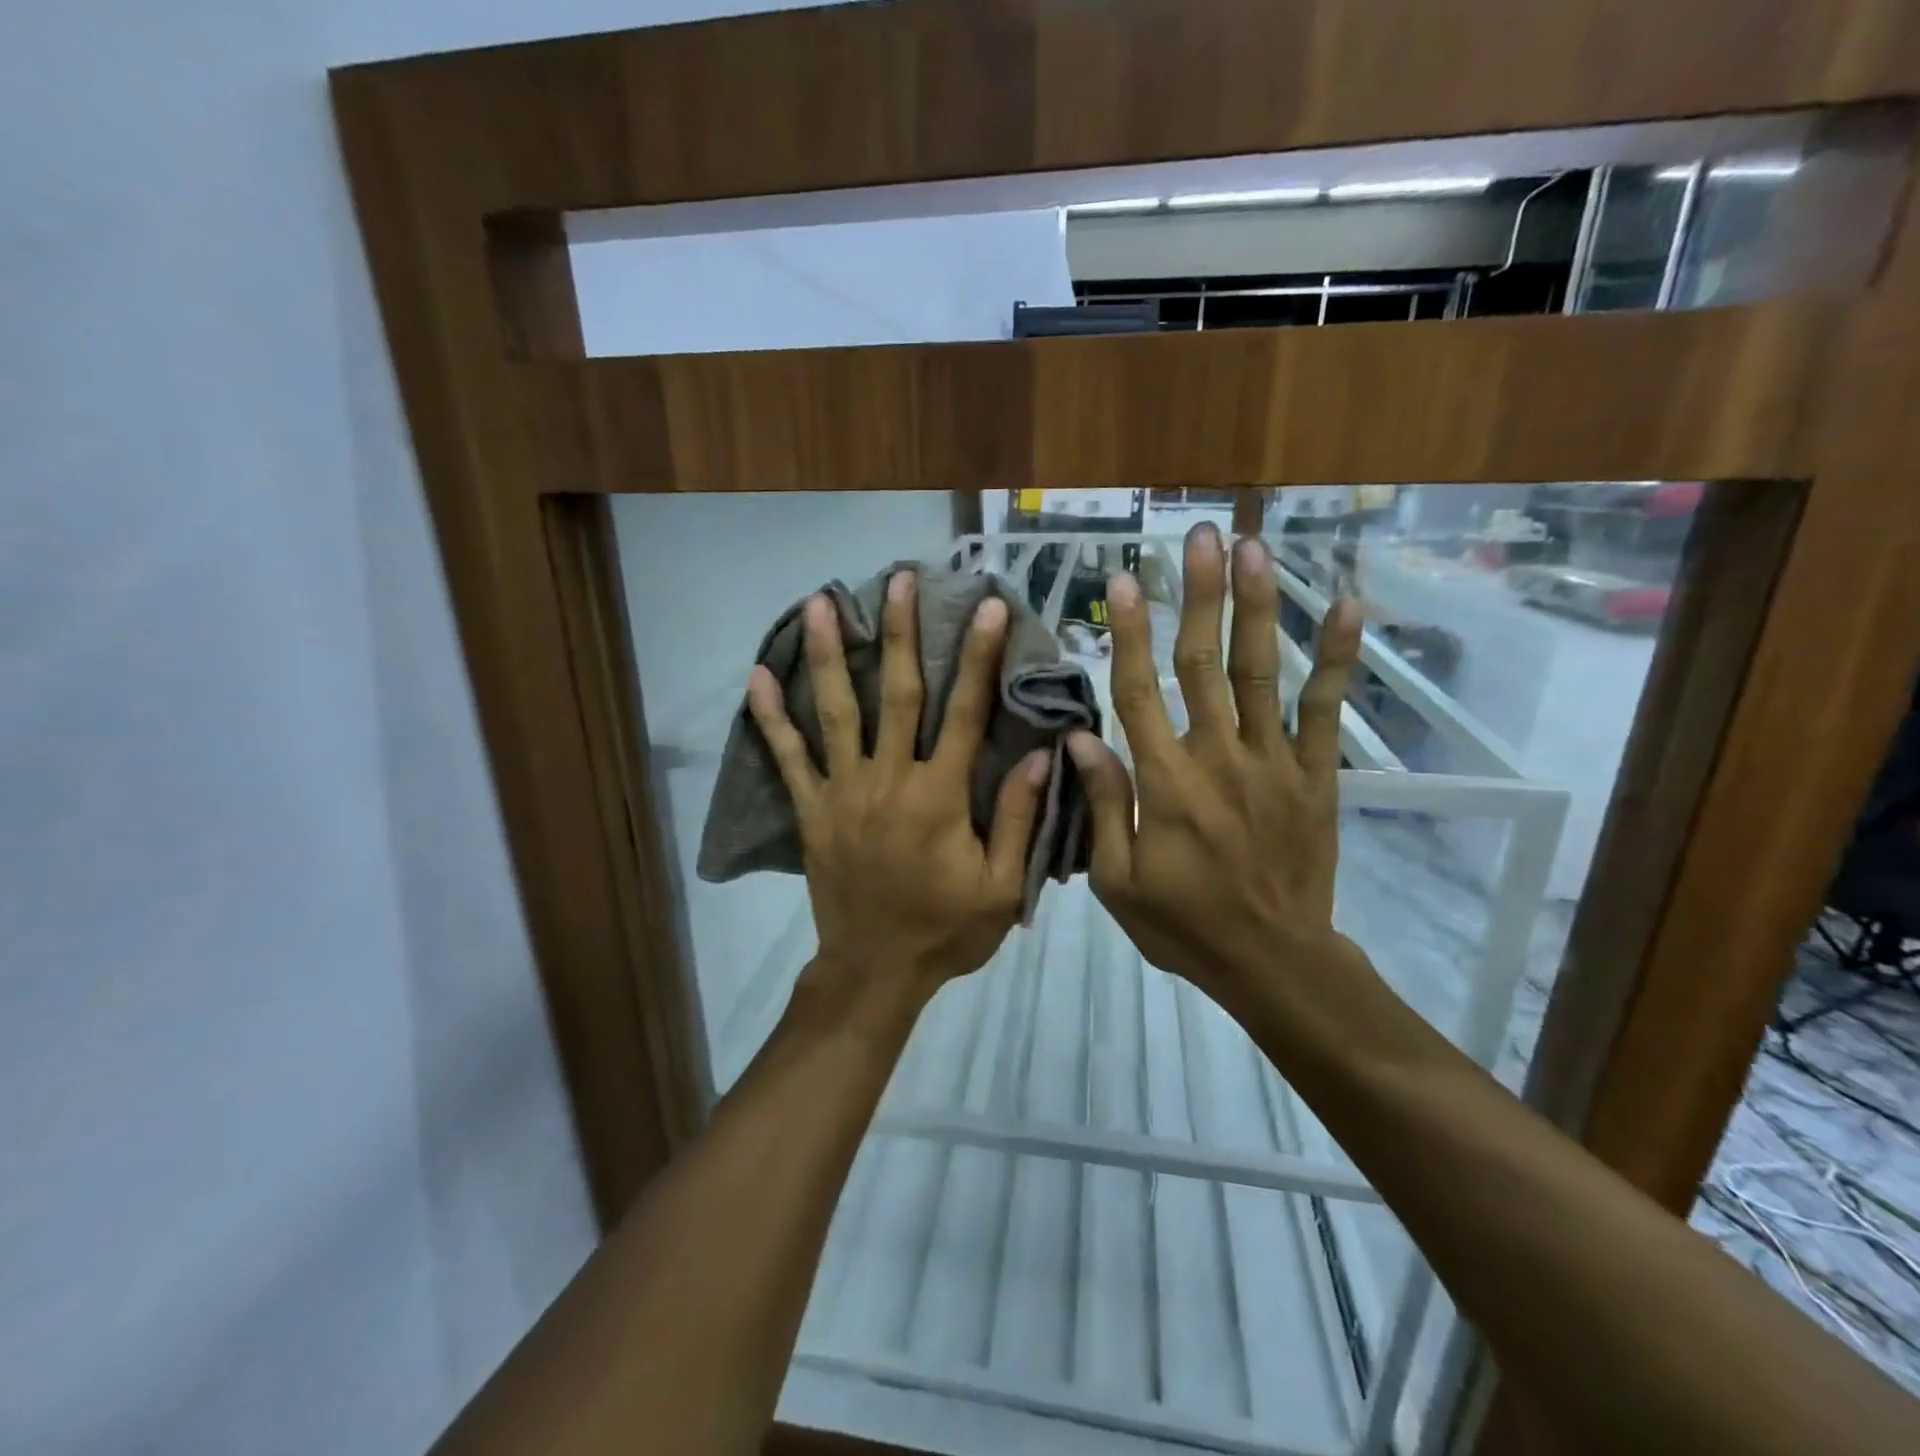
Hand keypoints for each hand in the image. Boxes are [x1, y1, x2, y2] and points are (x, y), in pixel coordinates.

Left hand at [747, 571, 1051, 1011]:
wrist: (875, 972)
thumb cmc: (945, 930)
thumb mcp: (1001, 887)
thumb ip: (1020, 819)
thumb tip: (1041, 752)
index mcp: (940, 796)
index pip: (964, 713)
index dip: (978, 657)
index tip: (987, 607)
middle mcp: (889, 780)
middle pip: (897, 693)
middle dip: (899, 632)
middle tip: (898, 579)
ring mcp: (843, 792)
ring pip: (836, 712)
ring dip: (828, 655)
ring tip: (818, 603)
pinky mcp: (812, 811)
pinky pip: (788, 759)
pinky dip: (771, 719)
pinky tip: (756, 678)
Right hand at [1067, 524, 1363, 1005]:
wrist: (1274, 960)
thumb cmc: (1185, 925)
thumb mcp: (1118, 882)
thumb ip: (1104, 806)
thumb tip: (1079, 740)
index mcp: (1166, 783)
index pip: (1139, 691)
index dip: (1129, 633)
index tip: (1123, 579)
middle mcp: (1219, 756)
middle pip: (1202, 662)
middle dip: (1199, 594)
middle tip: (1200, 536)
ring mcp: (1274, 761)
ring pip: (1260, 670)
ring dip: (1256, 605)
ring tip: (1254, 547)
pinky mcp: (1316, 775)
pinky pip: (1326, 709)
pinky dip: (1336, 657)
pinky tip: (1346, 605)